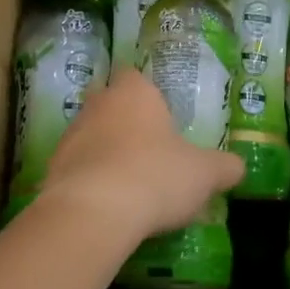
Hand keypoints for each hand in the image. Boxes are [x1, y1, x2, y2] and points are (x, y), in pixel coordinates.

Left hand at [41, 67, 243, 243]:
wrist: (93, 212)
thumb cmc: (155, 176)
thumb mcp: (203, 174)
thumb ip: (224, 167)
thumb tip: (237, 167)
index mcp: (134, 92)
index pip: (135, 76)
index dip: (147, 94)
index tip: (161, 118)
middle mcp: (98, 104)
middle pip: (110, 104)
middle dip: (125, 122)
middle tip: (149, 150)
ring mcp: (70, 135)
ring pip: (91, 135)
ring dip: (105, 152)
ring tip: (129, 183)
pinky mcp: (52, 168)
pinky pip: (76, 168)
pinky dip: (90, 180)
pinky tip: (107, 205)